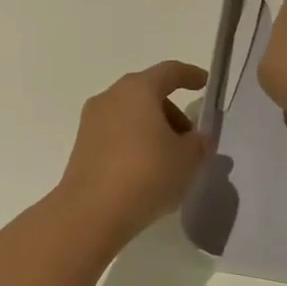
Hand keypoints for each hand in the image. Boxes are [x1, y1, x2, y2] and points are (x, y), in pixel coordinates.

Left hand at [55, 61, 212, 245]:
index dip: (190, 75)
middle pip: (148, 94)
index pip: (169, 72)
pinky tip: (147, 172)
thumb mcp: (187, 159)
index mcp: (138, 89)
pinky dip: (135, 143)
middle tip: (190, 139)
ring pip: (131, 115)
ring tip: (171, 161)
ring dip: (154, 129)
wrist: (91, 213)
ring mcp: (92, 122)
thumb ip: (199, 144)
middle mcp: (111, 97)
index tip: (204, 83)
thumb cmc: (146, 173)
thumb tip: (199, 139)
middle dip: (173, 112)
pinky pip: (117, 135)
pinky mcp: (82, 147)